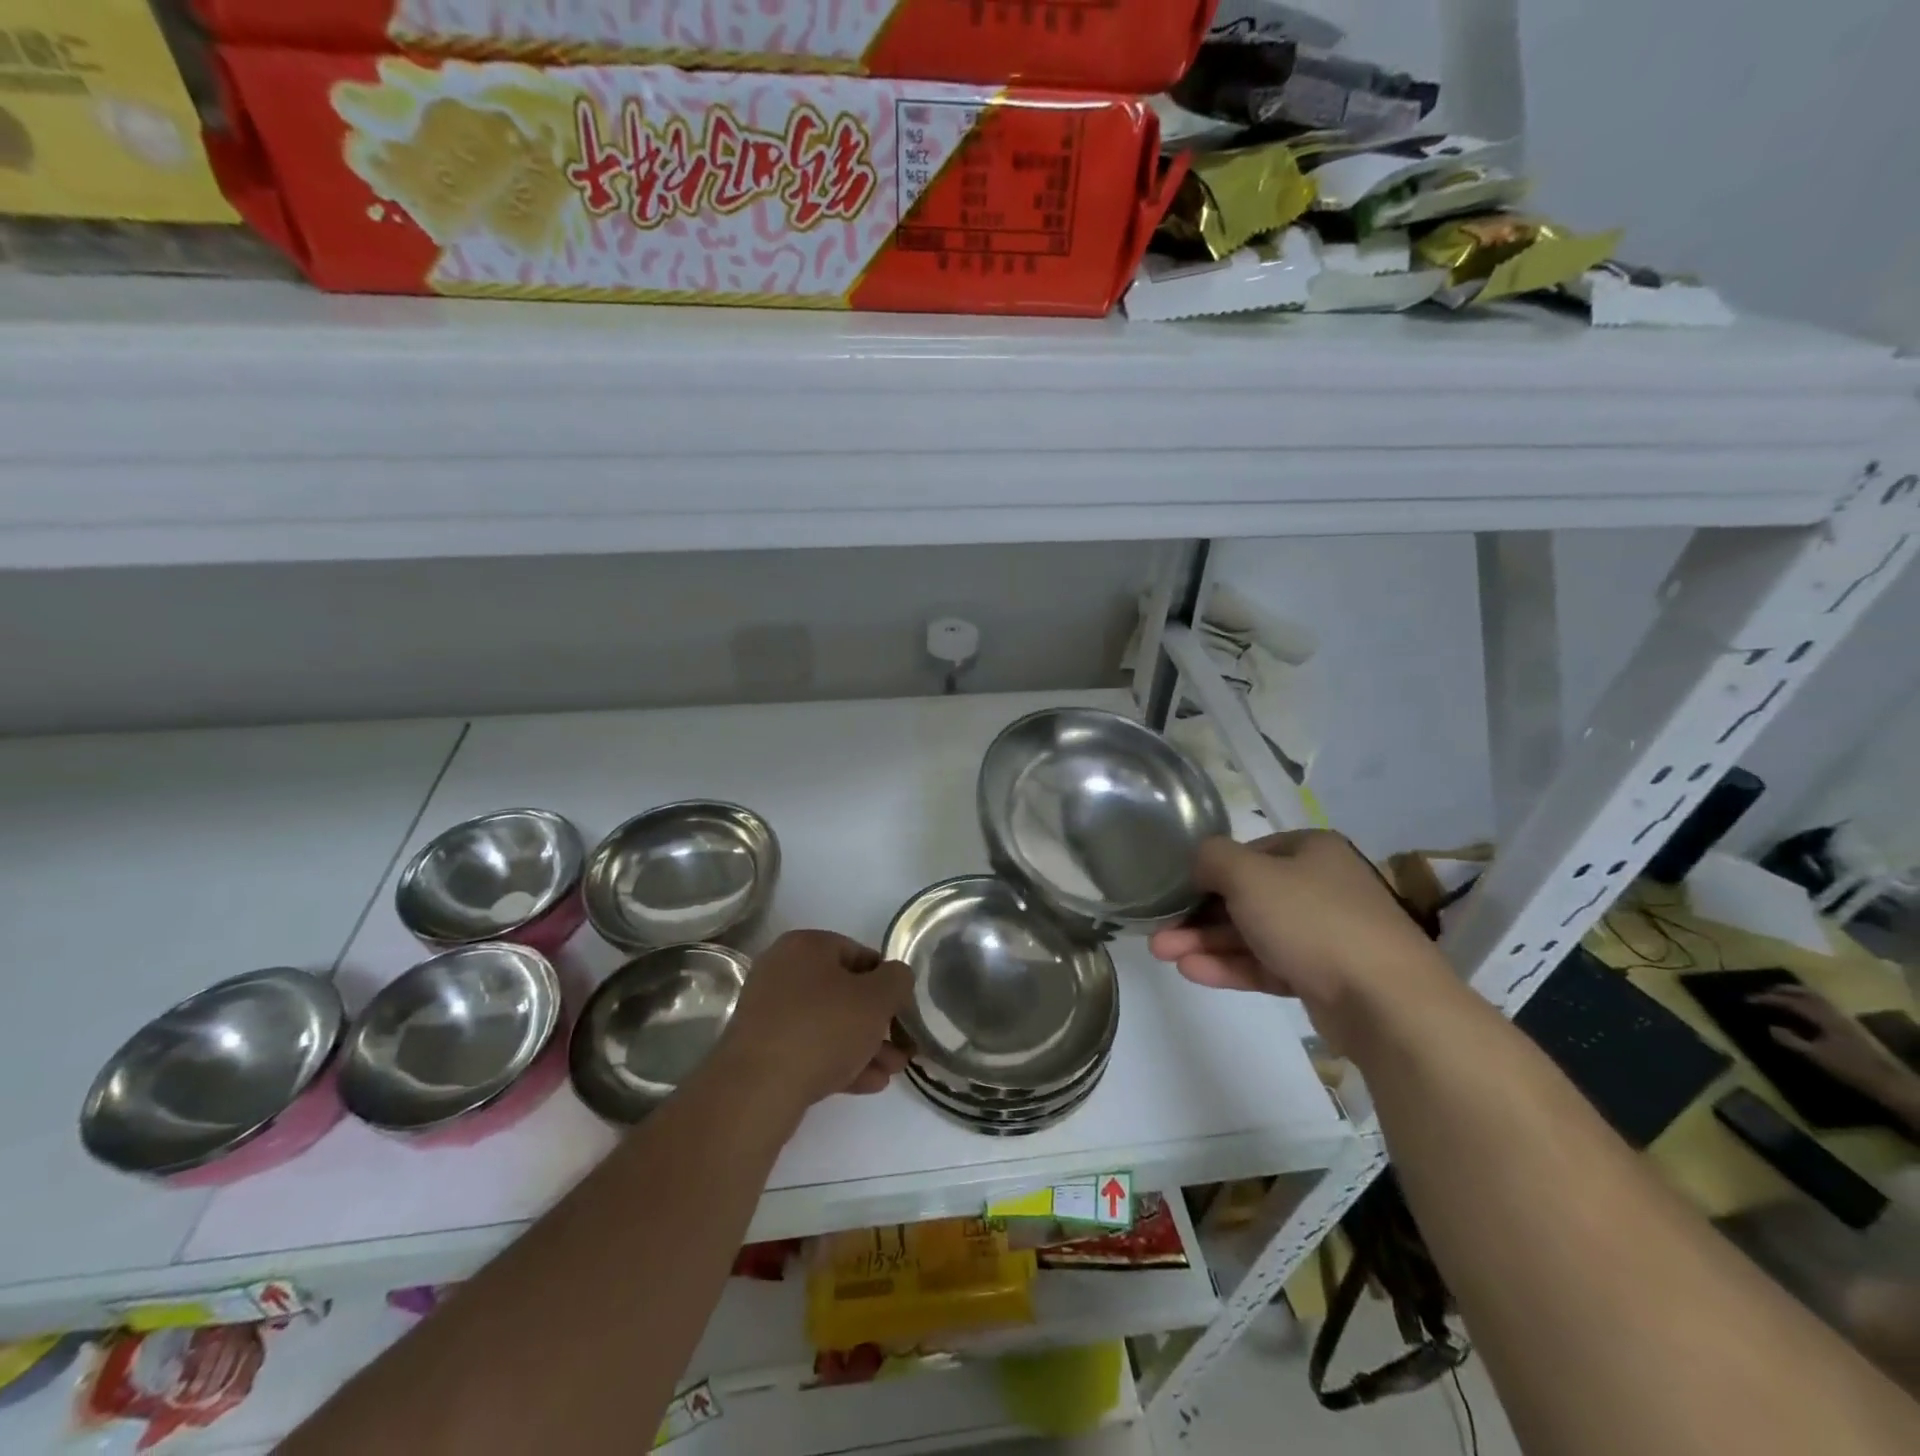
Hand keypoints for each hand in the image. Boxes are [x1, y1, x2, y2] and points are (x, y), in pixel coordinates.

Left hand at [718, 929, 913, 1109]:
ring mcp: (769, 1011)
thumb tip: (896, 977)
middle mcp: (782, 970)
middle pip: (844, 992)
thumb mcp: (877, 998)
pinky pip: (810, 1047)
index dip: (888, 983)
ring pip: (829, 1024)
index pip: (860, 954)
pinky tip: (869, 1083)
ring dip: (864, 1045)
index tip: (904, 1011)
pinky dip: (839, 1061)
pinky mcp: (762, 1049)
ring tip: (892, 1071)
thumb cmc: (823, 1029)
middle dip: (878, 1021)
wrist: (757, 1090)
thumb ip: (897, 980)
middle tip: (902, 1047)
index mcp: (806, 945)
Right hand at [1147, 831, 1456, 1050]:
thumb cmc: (1313, 920)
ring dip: (1206, 943)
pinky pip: (1268, 964)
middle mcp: (1319, 886)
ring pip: (1253, 933)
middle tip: (1157, 933)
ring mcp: (1323, 935)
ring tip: (1163, 954)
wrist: (1386, 1001)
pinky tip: (1193, 972)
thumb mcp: (1249, 875)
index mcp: (1310, 851)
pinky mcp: (1322, 977)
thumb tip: (1200, 862)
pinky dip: (1231, 966)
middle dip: (1197, 915)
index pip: (1248, 853)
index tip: (1174, 893)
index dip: (1207, 872)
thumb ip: (1213, 858)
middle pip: (1246, 897)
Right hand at [1750, 985, 1907, 1101]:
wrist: (1890, 1083)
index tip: (1747, 1000)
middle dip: (1782, 990)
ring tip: (1779, 997)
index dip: (1767, 999)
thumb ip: (1790, 1041)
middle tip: (1762, 992)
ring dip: (1796, 994)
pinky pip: (1824, 1006)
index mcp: (1824, 1018)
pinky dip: (1808, 1002)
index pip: (1791, 1001)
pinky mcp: (1849, 1026)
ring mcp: (1845, 1019)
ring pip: (1817, 998)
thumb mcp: (1816, 1056)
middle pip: (1807, 993)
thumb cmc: (1850, 1069)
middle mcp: (1835, 1013)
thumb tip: (1770, 1027)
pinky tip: (1802, 1011)